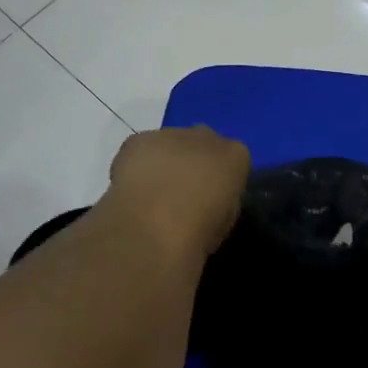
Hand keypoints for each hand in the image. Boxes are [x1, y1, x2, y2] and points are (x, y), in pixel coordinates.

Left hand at [105, 126, 250, 259]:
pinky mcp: (139, 140)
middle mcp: (206, 136)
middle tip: (181, 192)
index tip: (209, 198)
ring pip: (171, 143)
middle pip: (202, 143)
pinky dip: (137, 164)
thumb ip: (221, 198)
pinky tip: (132, 187)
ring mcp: (171, 134)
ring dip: (165, 161)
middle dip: (194, 162)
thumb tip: (208, 197)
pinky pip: (142, 149)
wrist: (153, 227)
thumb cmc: (198, 233)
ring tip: (152, 193)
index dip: (219, 179)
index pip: (232, 159)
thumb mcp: (225, 221)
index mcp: (235, 156)